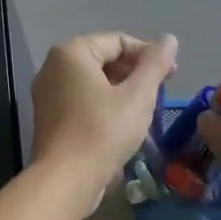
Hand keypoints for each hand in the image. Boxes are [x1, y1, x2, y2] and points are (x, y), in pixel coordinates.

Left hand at [31, 33, 178, 203]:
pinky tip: (125, 124)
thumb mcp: (138, 95)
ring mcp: (47, 94)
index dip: (149, 55)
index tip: (173, 75)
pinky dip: (105, 105)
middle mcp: (53, 67)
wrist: (65, 181)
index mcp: (72, 53)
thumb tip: (169, 39)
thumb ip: (155, 64)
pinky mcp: (49, 118)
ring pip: (95, 82)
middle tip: (162, 92)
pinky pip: (83, 101)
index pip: (119, 41)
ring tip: (147, 109)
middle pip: (105, 60)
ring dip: (123, 91)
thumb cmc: (103, 131)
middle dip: (136, 73)